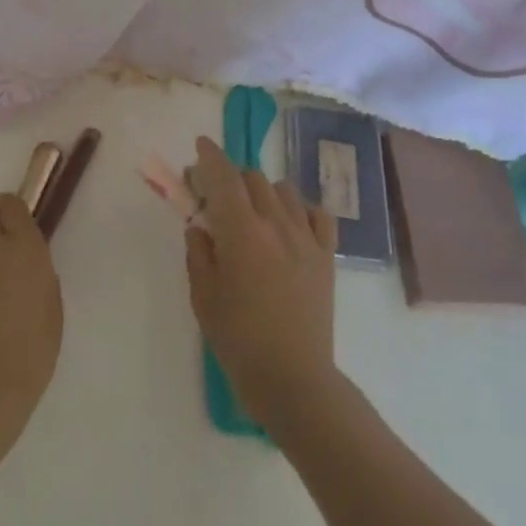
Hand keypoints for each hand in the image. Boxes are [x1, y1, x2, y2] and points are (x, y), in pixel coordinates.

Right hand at [183, 136, 341, 433]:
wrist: (294, 379)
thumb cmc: (239, 341)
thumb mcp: (204, 297)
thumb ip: (199, 253)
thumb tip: (200, 226)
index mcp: (242, 232)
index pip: (224, 177)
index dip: (210, 156)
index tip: (200, 146)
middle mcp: (276, 223)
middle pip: (253, 178)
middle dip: (231, 178)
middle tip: (216, 198)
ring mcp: (306, 237)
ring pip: (284, 189)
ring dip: (263, 192)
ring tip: (253, 214)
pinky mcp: (327, 254)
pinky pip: (317, 213)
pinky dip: (300, 209)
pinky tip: (289, 225)